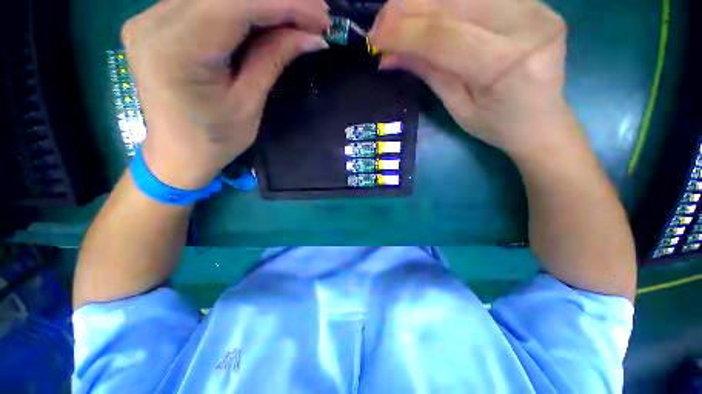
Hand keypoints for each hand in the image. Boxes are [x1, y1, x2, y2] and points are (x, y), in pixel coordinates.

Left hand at [121, 0, 330, 188]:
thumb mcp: (249, 103)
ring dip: (263, 1)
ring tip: (297, 16)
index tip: (321, 15)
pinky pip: (207, 2)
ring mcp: (150, 17)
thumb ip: (274, 59)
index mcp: (177, 50)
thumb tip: (313, 36)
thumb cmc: (215, 140)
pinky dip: (242, 6)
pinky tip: (267, 17)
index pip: (236, 5)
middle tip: (315, 14)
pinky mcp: (156, 21)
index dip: (285, 4)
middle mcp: (154, 21)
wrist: (176, 153)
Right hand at [369, 0, 568, 157]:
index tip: (373, 37)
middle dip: (408, 7)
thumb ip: (428, 73)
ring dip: (424, 0)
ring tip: (399, 18)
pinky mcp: (535, 2)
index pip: (443, 36)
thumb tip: (388, 57)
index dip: (402, 32)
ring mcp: (537, 7)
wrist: (543, 122)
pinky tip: (429, 13)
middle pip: (455, 1)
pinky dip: (446, 1)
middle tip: (380, 23)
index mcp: (507, 65)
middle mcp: (528, 25)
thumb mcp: (457, 108)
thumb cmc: (497, 126)